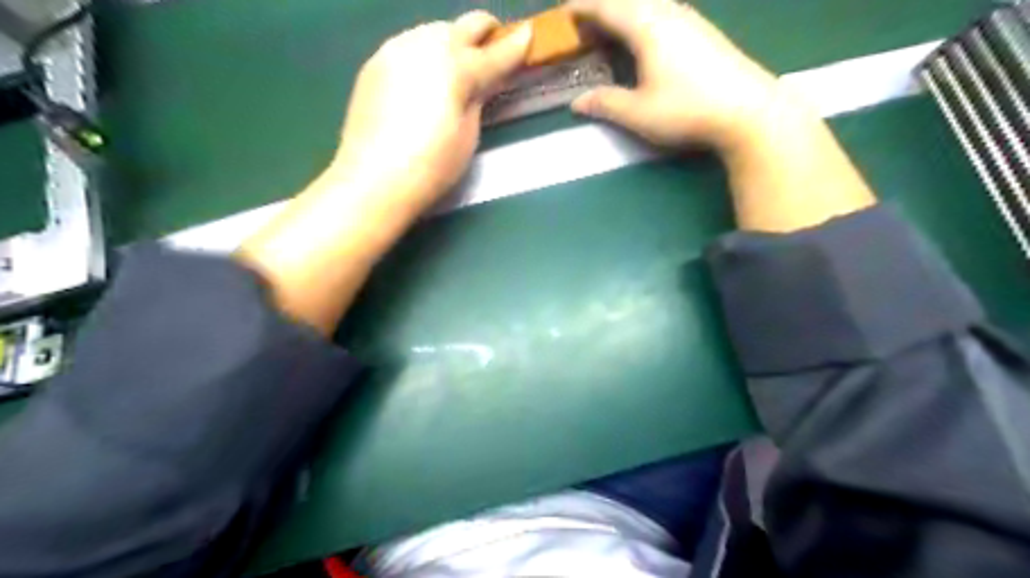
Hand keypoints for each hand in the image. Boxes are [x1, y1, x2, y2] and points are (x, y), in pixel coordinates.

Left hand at [325, 14, 530, 215]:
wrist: (373, 180)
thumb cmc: (431, 166)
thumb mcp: (468, 135)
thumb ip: (478, 98)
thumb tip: (482, 81)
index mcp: (456, 68)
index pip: (495, 52)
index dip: (517, 45)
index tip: (530, 36)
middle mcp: (426, 46)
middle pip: (464, 25)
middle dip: (484, 34)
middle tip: (494, 53)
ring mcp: (396, 49)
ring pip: (434, 31)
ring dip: (453, 43)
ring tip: (457, 70)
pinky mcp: (375, 62)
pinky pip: (409, 46)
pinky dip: (425, 55)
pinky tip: (425, 80)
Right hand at [571, 1, 780, 154]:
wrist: (748, 110)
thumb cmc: (687, 109)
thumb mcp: (638, 113)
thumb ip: (605, 103)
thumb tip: (577, 102)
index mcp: (647, 26)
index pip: (607, 6)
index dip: (582, 8)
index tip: (563, 12)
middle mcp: (669, 13)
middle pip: (629, 0)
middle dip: (602, 8)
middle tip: (583, 25)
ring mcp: (691, 19)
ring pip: (649, 3)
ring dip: (625, 12)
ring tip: (610, 31)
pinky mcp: (704, 31)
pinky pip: (665, 12)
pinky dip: (644, 18)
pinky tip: (645, 38)